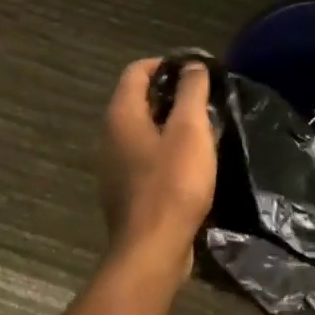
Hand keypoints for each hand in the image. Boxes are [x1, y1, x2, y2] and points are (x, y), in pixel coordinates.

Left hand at [97, 58, 217, 282]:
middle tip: (205, 99)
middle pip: (138, 99)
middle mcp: (109, 135)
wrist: (152, 250)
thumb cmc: (173, 184)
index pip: (137, 70)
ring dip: (170, 123)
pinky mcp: (124, 189)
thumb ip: (192, 92)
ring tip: (203, 128)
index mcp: (121, 115)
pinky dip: (165, 149)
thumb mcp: (190, 130)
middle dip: (171, 93)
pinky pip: (144, 156)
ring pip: (142, 129)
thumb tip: (192, 66)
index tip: (197, 71)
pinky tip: (190, 162)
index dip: (166, 63)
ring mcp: (113, 165)